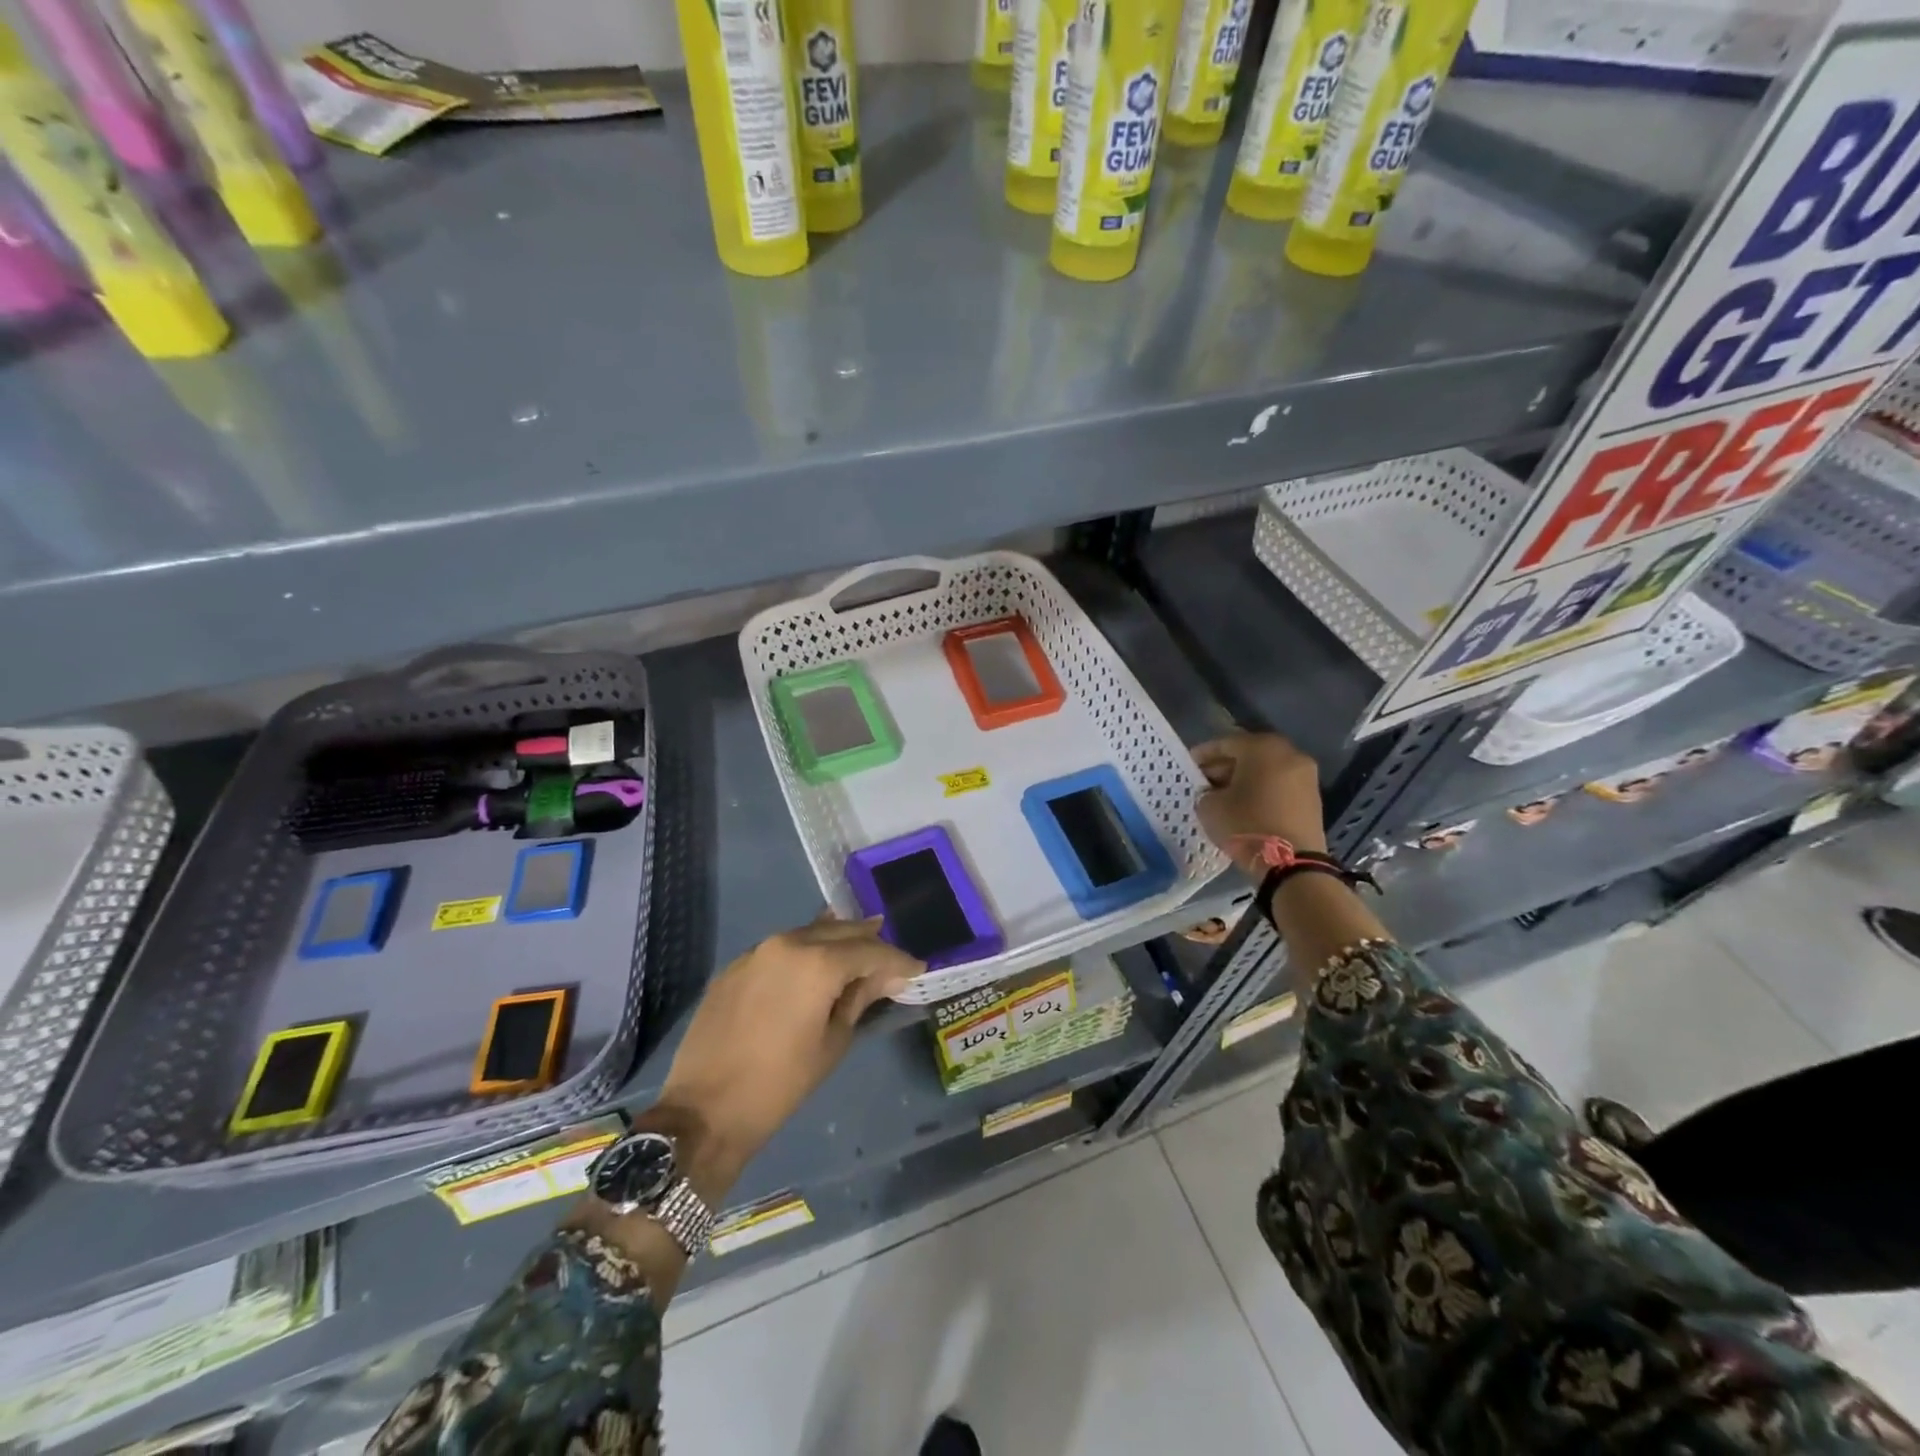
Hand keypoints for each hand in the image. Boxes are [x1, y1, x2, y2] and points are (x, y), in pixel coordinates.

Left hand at [644, 917, 918, 1200]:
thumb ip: (861, 998)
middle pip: (840, 931)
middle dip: (869, 942)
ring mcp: (757, 951)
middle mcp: (788, 942)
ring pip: (809, 933)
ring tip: (858, 956)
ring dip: (836, 942)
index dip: (898, 960)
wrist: (704, 1110)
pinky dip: (805, 953)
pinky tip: (814, 969)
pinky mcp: (736, 965)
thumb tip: (886, 976)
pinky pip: (781, 948)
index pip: (870, 951)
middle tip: (890, 959)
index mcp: (817, 962)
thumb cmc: (780, 1084)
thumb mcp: (832, 1043)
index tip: (917, 969)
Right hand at [1194, 732, 1327, 876]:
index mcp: (1262, 748)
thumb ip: (1206, 792)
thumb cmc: (1246, 825)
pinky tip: (1245, 806)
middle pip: (1249, 754)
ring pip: (1266, 770)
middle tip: (1205, 782)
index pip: (1225, 743)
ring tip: (1224, 796)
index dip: (1203, 754)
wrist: (1292, 863)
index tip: (1188, 766)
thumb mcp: (1210, 807)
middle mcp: (1289, 753)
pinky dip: (1261, 791)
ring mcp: (1305, 775)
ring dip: (1244, 779)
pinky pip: (1279, 786)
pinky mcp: (1313, 798)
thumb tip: (1212, 792)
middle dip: (1224, 766)